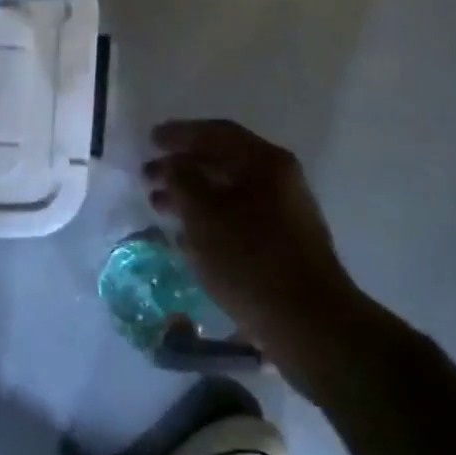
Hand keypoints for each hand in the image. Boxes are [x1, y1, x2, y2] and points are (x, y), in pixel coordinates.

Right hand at [145, 119, 357, 385]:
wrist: (307, 322)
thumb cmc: (250, 259)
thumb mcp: (204, 215)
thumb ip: (182, 180)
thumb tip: (173, 163)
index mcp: (265, 162)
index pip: (216, 133)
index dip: (180, 133)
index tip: (150, 139)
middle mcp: (280, 179)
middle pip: (224, 159)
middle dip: (183, 165)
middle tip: (148, 175)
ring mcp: (285, 212)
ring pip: (229, 190)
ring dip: (193, 193)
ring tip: (160, 205)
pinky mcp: (283, 242)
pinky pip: (238, 215)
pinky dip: (209, 216)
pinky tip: (188, 232)